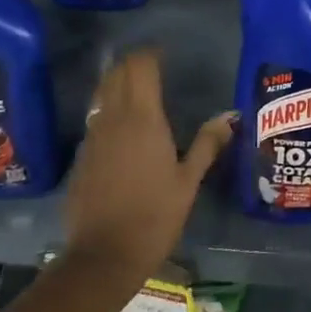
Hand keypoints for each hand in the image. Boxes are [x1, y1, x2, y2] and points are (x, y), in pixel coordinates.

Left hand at [63, 50, 230, 280]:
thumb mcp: (188, 181)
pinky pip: (95, 120)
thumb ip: (207, 144)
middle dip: (132, 64)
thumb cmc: (154, 217)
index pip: (141, 68)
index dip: (150, 55)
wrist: (103, 257)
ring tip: (137, 90)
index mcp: (144, 119)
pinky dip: (107, 111)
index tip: (164, 54)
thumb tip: (229, 117)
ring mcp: (93, 138)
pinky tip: (121, 129)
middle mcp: (114, 120)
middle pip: (117, 74)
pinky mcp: (81, 157)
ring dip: (117, 84)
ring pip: (102, 95)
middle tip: (152, 67)